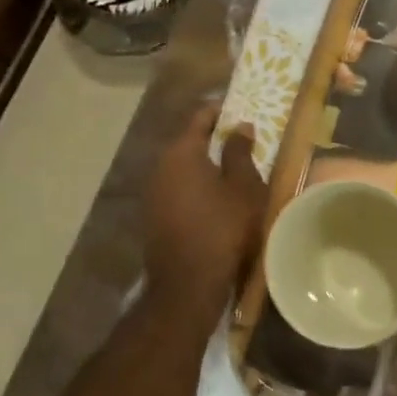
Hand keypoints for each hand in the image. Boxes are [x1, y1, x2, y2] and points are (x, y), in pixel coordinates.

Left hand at [144, 104, 266, 312]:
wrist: (188, 285)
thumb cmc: (223, 228)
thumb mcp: (244, 187)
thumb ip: (240, 152)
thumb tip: (239, 126)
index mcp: (181, 152)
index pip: (200, 116)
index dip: (222, 110)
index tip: (242, 111)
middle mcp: (160, 166)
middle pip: (188, 141)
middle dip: (214, 138)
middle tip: (243, 141)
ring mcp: (152, 193)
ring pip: (182, 167)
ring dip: (204, 165)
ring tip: (233, 171)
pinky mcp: (153, 217)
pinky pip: (177, 189)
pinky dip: (195, 186)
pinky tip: (215, 199)